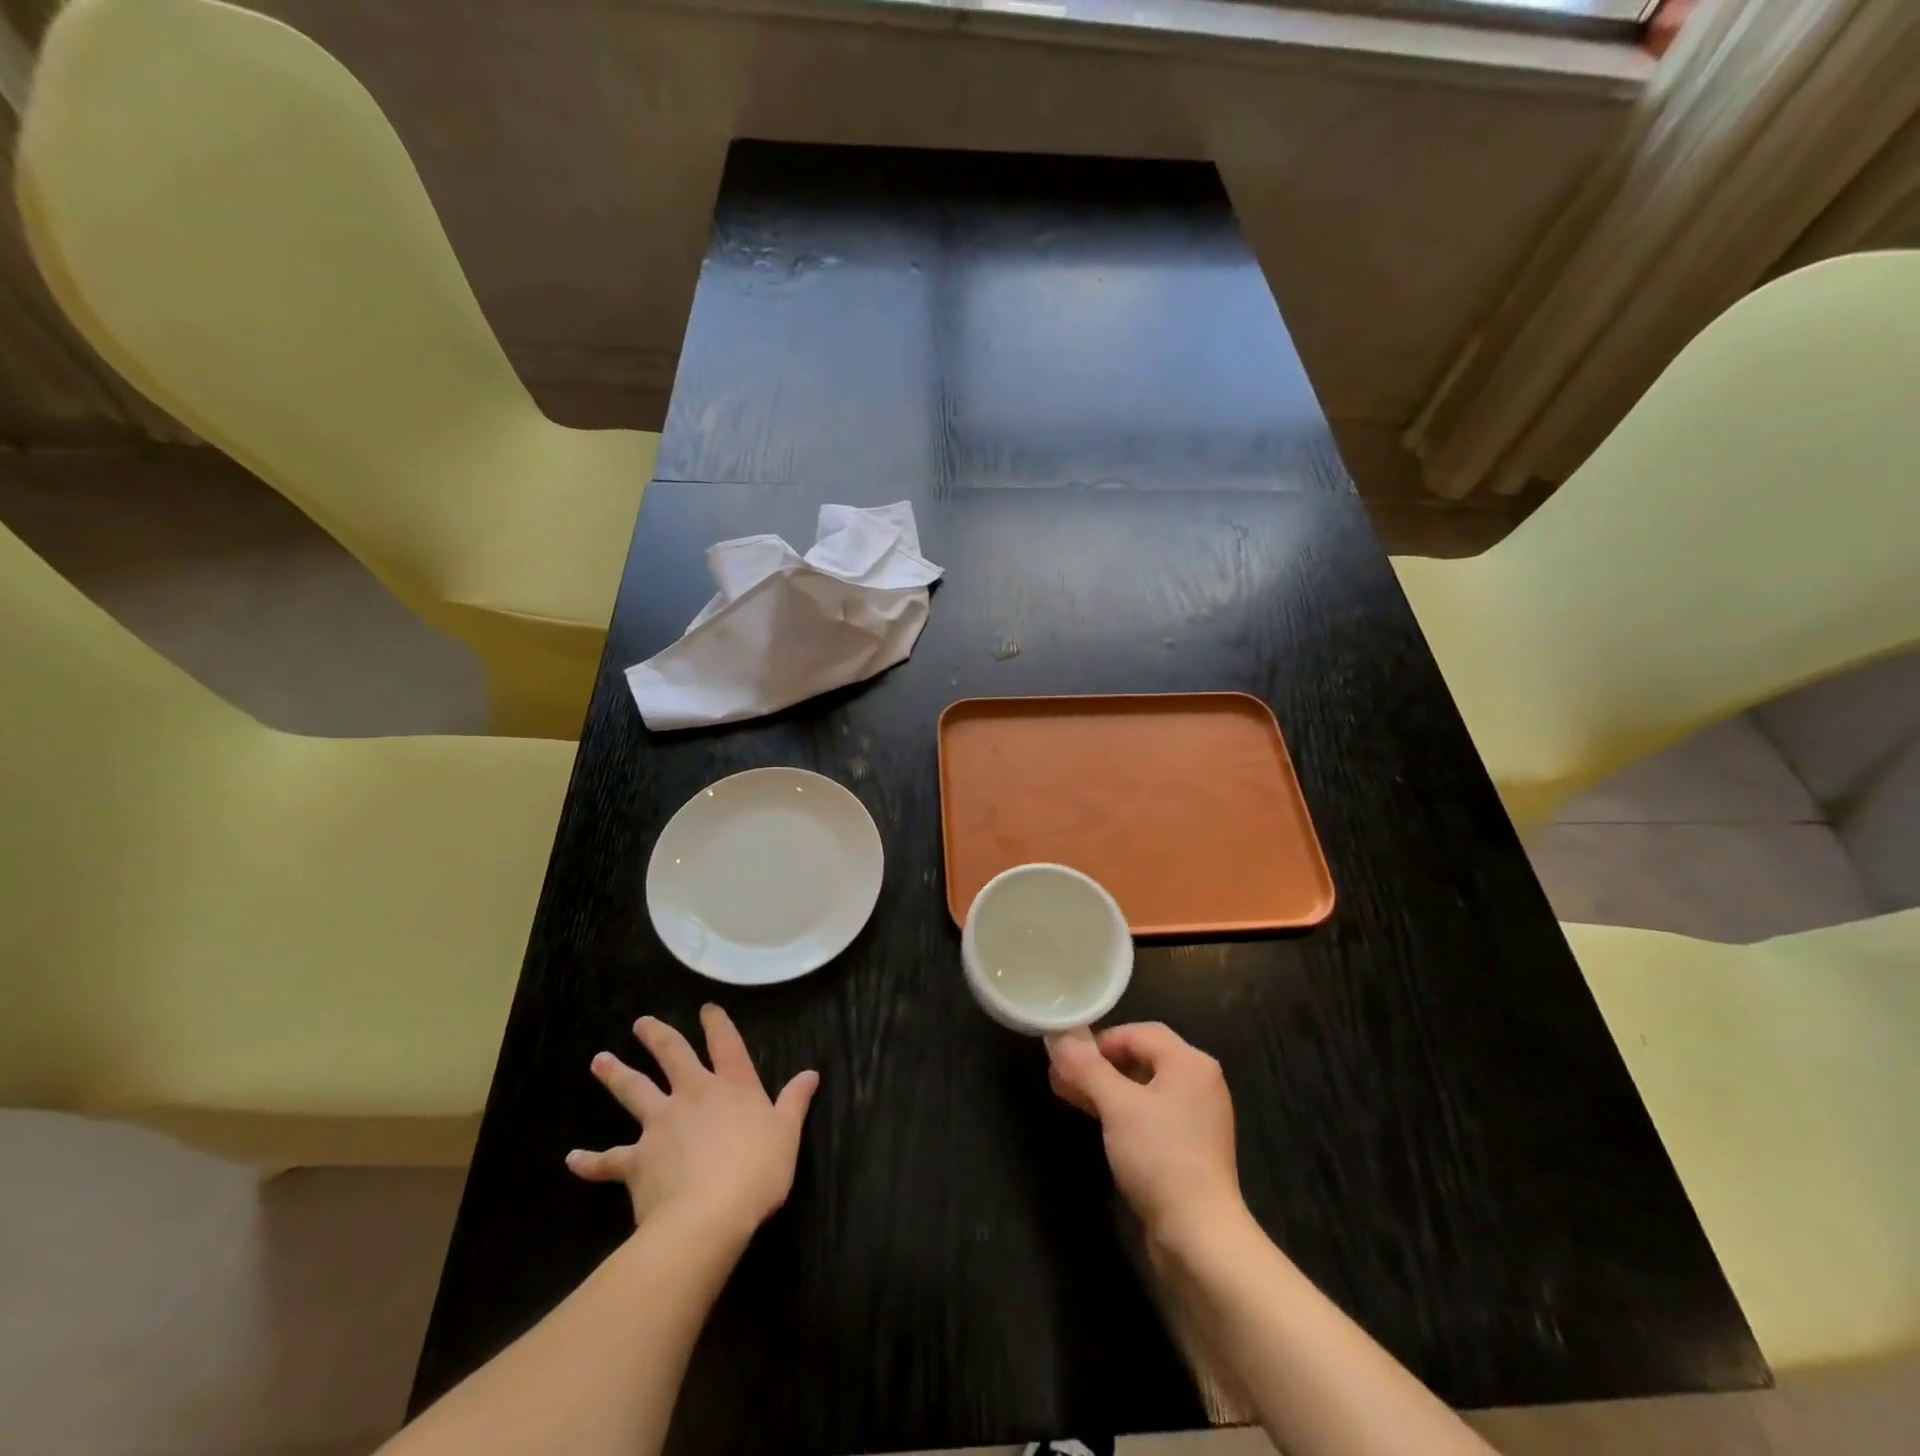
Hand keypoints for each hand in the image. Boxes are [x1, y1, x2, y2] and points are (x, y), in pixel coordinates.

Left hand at [567, 1004, 819, 1239]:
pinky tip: (572, 1159)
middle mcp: (693, 1095)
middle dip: (657, 1036)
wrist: (708, 1216)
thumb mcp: (787, 1134)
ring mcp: (661, 1124)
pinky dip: (589, 1161)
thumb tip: (811, 1073)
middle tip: (641, 1023)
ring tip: (599, 1060)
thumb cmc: (756, 1171)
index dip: (717, 1024)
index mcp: (732, 1086)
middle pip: (672, 1055)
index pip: (725, 1044)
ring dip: (616, 1075)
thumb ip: (794, 1102)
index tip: (706, 1008)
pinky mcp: (636, 1160)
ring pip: (634, 1092)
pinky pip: (608, 1160)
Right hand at [1047, 1023, 1244, 1248]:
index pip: (1139, 1032)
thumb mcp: (1117, 1106)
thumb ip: (1087, 1068)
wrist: (1199, 1235)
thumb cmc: (1160, 1157)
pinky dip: (1122, 1111)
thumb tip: (1058, 1038)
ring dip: (1106, 1088)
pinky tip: (1096, 1119)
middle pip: (1142, 1057)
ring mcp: (1197, 1116)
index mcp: (1190, 1063)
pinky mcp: (1190, 1146)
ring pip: (1144, 1087)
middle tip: (1061, 1075)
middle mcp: (1199, 1082)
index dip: (1101, 1040)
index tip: (1069, 1057)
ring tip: (1068, 1093)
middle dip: (1098, 1065)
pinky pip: (1151, 1114)